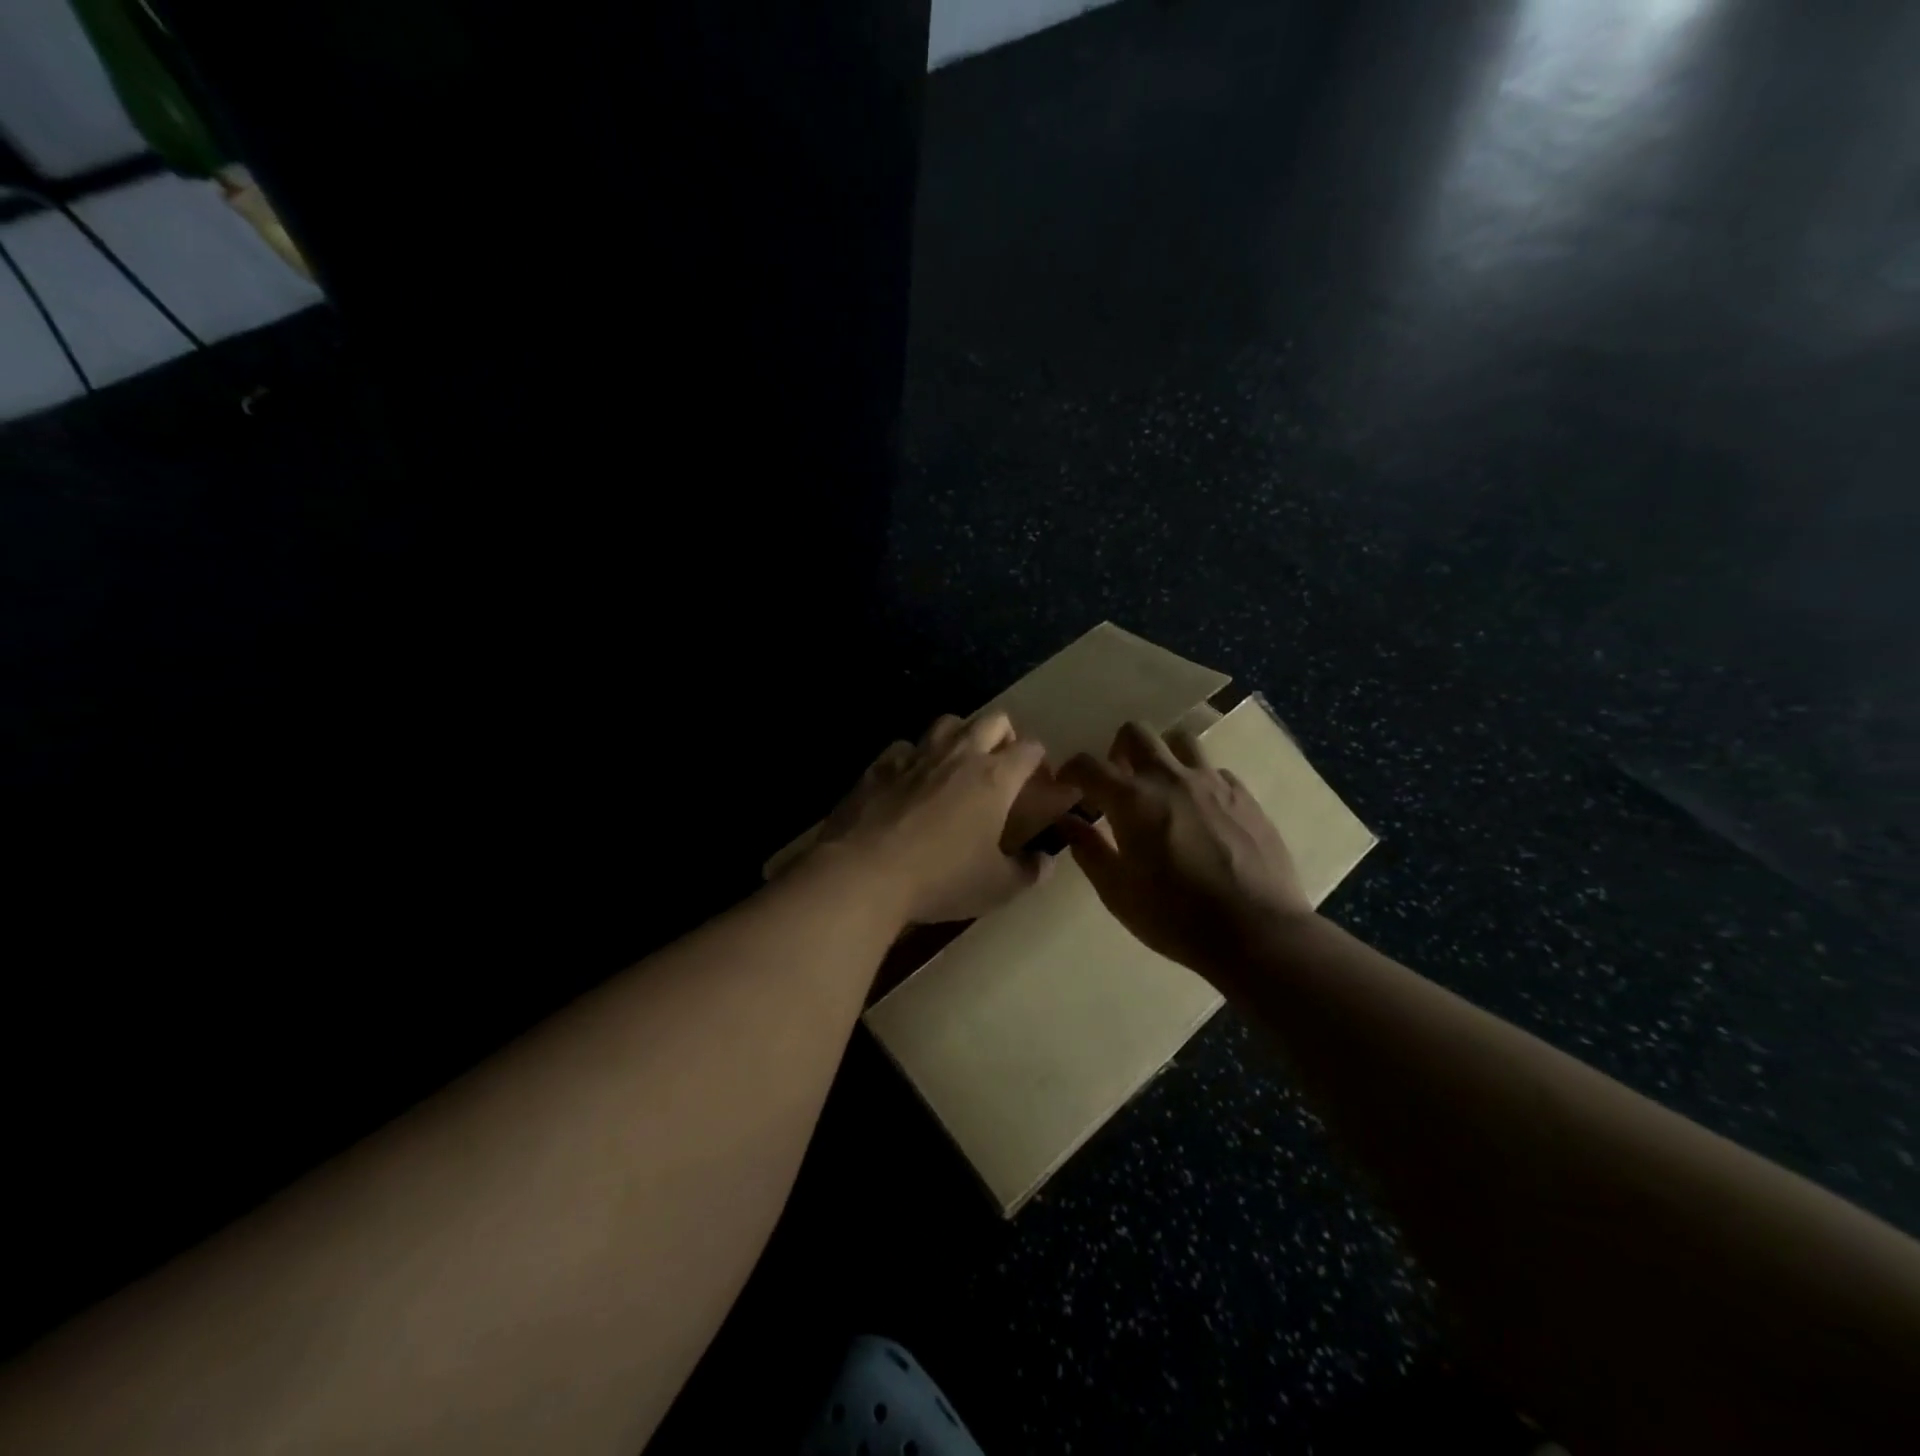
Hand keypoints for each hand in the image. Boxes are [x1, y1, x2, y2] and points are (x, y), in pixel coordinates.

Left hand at [815, 712, 1077, 924]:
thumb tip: (1045, 861)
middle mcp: (959, 755)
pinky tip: (909, 780)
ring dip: (959, 736)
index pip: (1030, 749)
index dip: (1038, 760)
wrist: (864, 873)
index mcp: (995, 778)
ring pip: (948, 722)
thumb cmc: (940, 879)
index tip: (1036, 780)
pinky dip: (913, 758)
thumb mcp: (996, 888)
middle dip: (1004, 735)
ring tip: (956, 764)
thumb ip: (1028, 872)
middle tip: (1000, 764)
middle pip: (993, 720)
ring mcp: (916, 755)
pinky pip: (904, 747)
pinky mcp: (880, 765)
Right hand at [1057, 721, 1313, 980]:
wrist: (1257, 932)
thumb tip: (1067, 822)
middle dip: (1117, 749)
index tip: (1066, 783)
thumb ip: (1089, 850)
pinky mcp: (1245, 796)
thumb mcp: (1117, 893)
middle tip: (1117, 781)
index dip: (1071, 769)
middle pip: (1136, 732)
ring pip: (1180, 740)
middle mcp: (1170, 778)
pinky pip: (1214, 770)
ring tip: (1160, 786)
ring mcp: (1212, 783)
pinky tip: (1200, 810)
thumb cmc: (1175, 917)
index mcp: (1132, 800)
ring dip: (1162, 754)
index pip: (1088, 765)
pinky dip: (1198, 780)